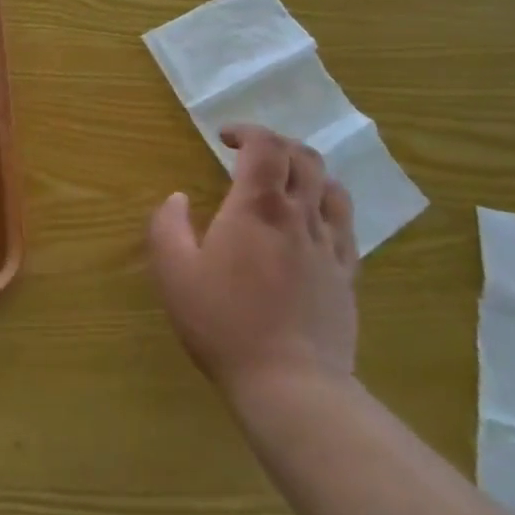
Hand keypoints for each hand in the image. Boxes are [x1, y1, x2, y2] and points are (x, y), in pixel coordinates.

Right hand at [146, 124, 357, 399]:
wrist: (291, 384)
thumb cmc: (224, 322)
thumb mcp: (174, 273)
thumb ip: (167, 226)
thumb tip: (177, 198)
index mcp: (257, 208)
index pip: (265, 146)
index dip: (247, 130)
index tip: (224, 138)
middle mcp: (299, 216)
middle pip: (303, 157)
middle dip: (276, 144)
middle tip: (250, 155)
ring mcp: (329, 245)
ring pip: (330, 186)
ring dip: (306, 170)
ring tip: (284, 182)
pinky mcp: (347, 274)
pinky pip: (346, 224)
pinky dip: (327, 205)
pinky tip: (311, 221)